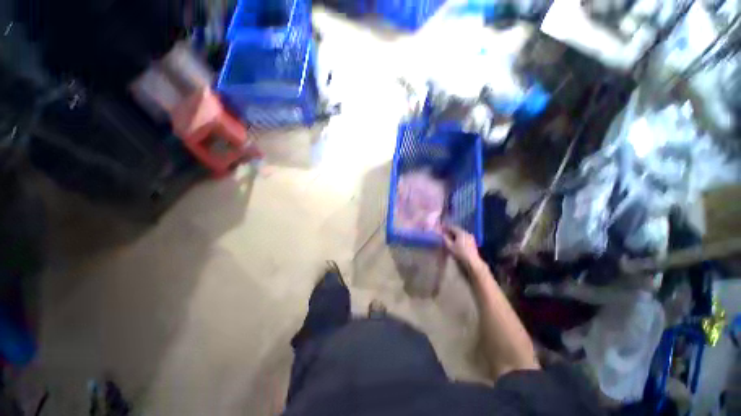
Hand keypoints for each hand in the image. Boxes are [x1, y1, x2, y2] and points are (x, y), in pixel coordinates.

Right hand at [443, 225, 481, 267]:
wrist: (472, 261)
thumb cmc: (460, 253)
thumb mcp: (450, 246)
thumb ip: (445, 238)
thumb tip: (442, 234)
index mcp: (461, 233)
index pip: (452, 227)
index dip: (446, 227)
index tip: (441, 228)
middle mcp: (466, 232)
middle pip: (457, 229)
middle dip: (450, 230)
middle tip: (444, 232)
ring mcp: (470, 236)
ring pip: (460, 233)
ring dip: (454, 234)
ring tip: (449, 237)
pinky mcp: (472, 241)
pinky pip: (464, 236)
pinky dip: (459, 237)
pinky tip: (456, 241)